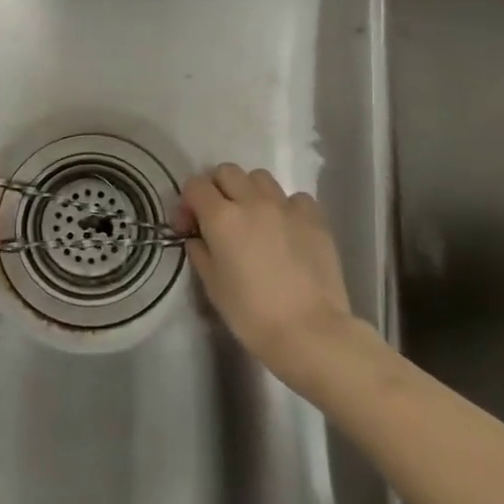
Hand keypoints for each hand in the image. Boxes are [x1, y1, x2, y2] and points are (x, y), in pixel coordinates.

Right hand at [176, 164, 362, 386]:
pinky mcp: (315, 217)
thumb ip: (200, 251)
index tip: (189, 226)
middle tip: (219, 218)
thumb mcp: (212, 285)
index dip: (188, 202)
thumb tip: (198, 237)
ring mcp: (286, 206)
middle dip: (217, 188)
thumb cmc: (251, 314)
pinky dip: (285, 207)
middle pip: (227, 172)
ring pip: (260, 178)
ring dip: (250, 192)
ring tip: (254, 219)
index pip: (195, 185)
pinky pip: (294, 198)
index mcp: (221, 217)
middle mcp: (252, 201)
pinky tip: (286, 230)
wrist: (309, 331)